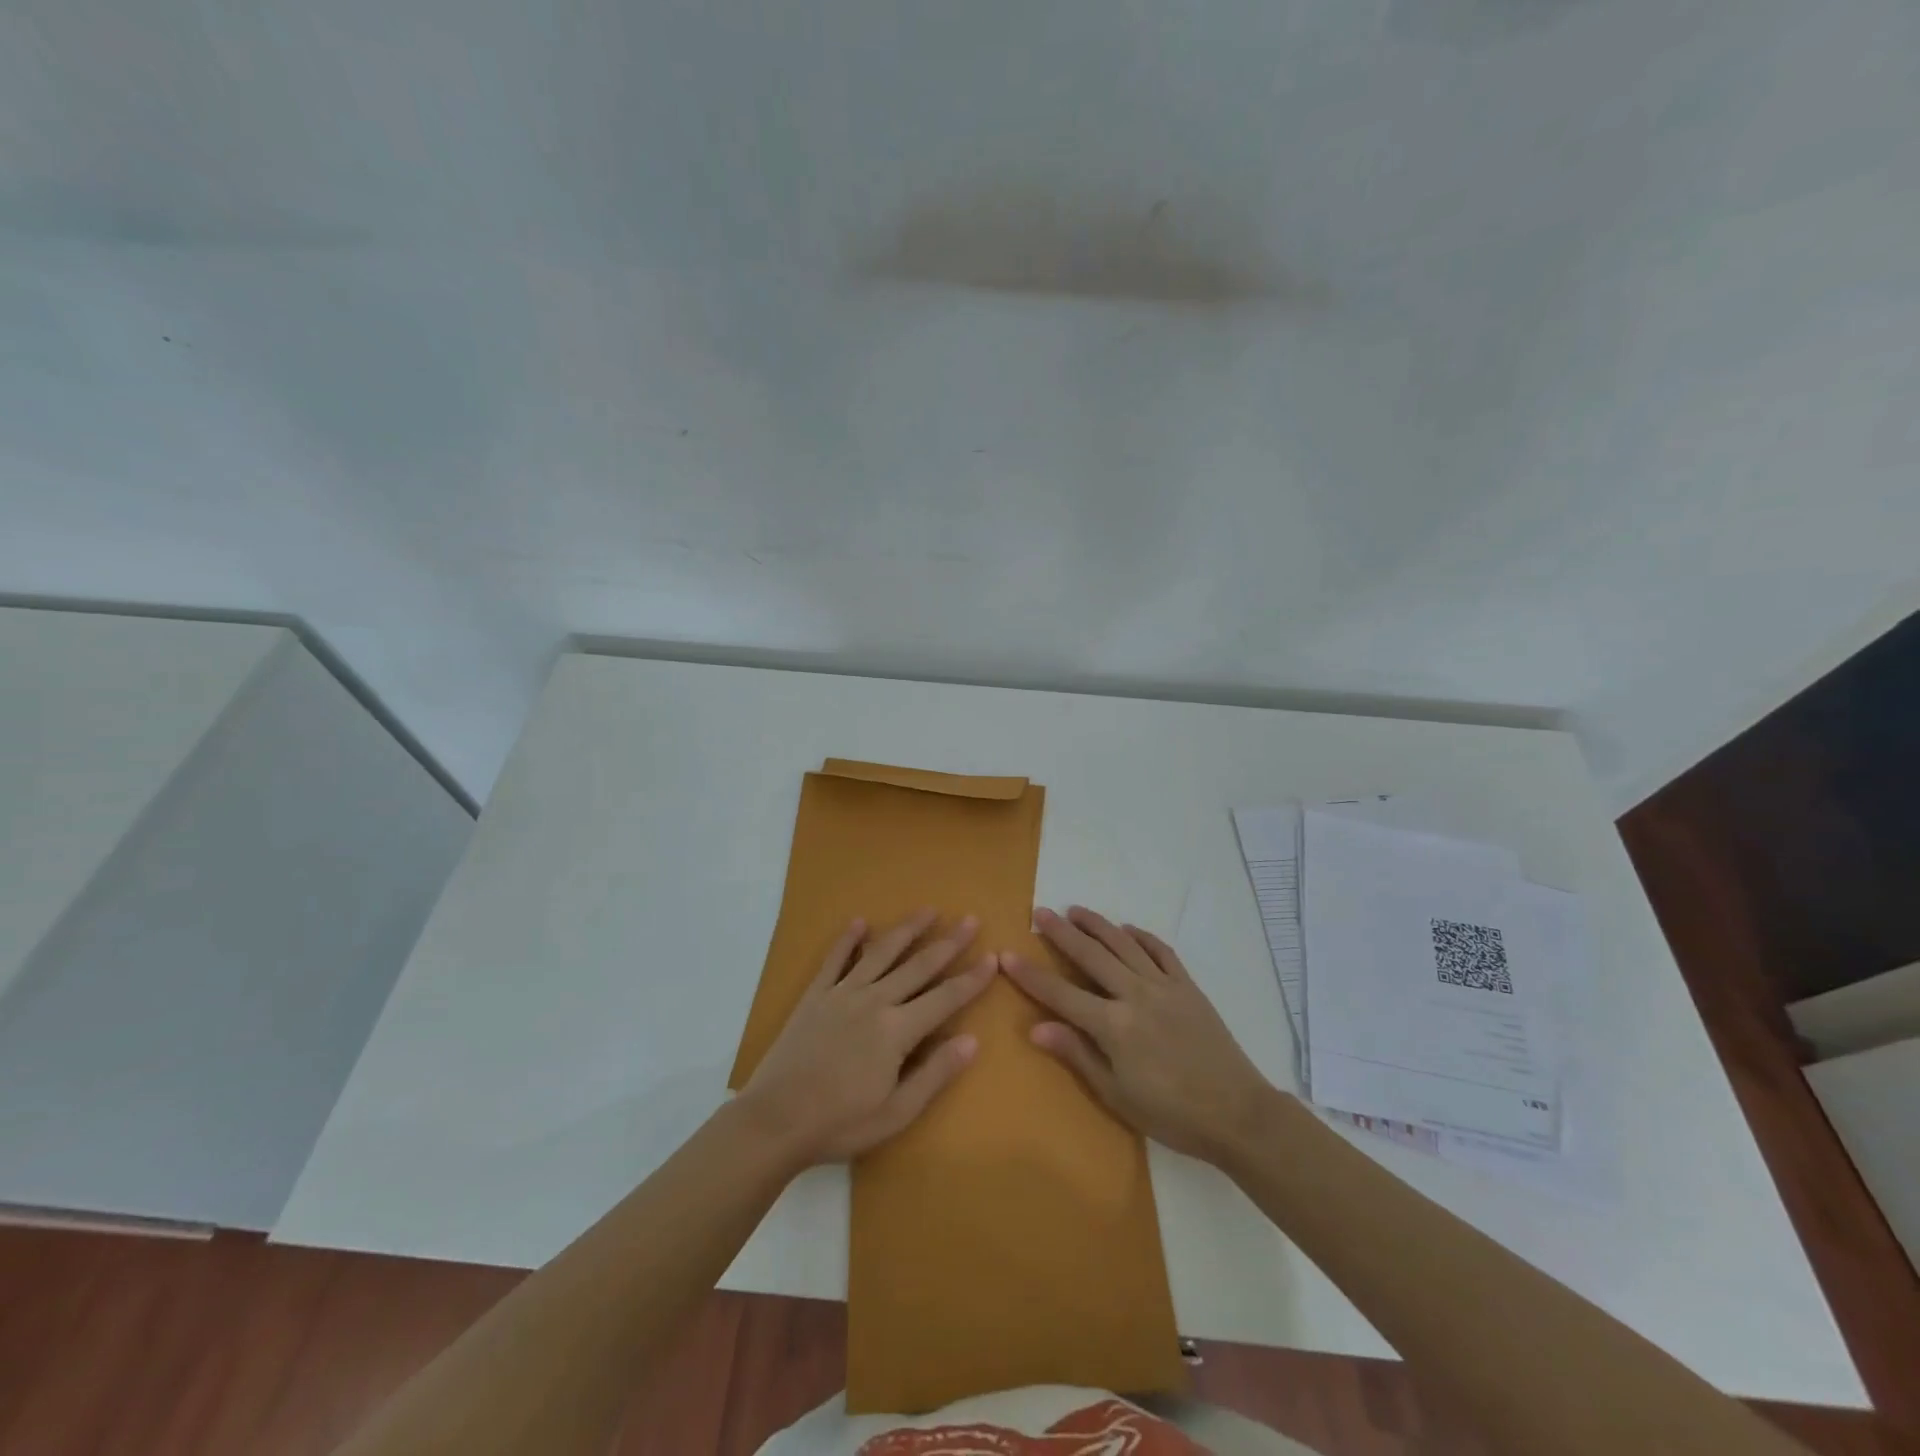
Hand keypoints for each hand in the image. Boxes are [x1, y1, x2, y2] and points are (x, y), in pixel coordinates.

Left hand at [740, 910, 996, 1164]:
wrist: (774, 1120)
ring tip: (928, 910)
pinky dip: (847, 939)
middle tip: (970, 920)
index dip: (971, 979)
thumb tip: (972, 1041)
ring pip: (881, 953)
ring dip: (907, 930)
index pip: (945, 998)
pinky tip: (859, 922)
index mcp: (897, 1031)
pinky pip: (835, 960)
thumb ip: (935, 1074)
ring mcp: (842, 994)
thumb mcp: (896, 1113)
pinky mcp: (815, 996)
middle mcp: (874, 1001)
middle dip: (948, 943)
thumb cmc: (840, 1124)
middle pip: (918, 966)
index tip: (992, 958)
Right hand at [1002, 906, 1275, 1164]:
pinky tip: (1128, 929)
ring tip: (1075, 910)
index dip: (1031, 975)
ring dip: (1098, 924)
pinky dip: (1142, 936)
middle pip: (1091, 955)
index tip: (1007, 954)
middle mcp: (1135, 995)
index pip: (1061, 993)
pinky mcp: (1188, 986)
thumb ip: (1077, 1054)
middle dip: (1062, 933)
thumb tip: (1036, 1027)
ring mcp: (1165, 986)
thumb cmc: (1171, 1113)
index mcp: (1114, 1026)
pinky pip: (1161, 951)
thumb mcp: (1117, 1095)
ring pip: (1123, 944)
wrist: (1237, 1113)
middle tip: (1040, 912)